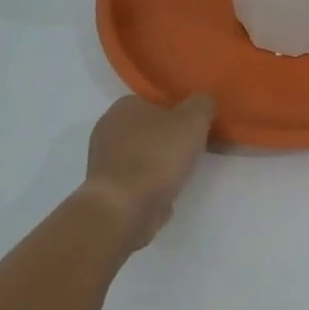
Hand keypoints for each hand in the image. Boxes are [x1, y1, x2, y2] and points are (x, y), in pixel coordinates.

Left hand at [80, 94, 215, 249]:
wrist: (124, 209)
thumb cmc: (157, 156)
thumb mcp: (193, 121)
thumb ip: (202, 104)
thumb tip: (204, 100)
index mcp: (125, 105)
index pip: (156, 101)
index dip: (180, 112)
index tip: (198, 127)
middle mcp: (109, 128)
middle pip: (150, 129)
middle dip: (172, 138)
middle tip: (196, 150)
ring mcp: (105, 160)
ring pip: (144, 155)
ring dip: (163, 163)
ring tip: (186, 174)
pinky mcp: (107, 189)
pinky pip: (137, 179)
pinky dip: (153, 184)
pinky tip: (168, 192)